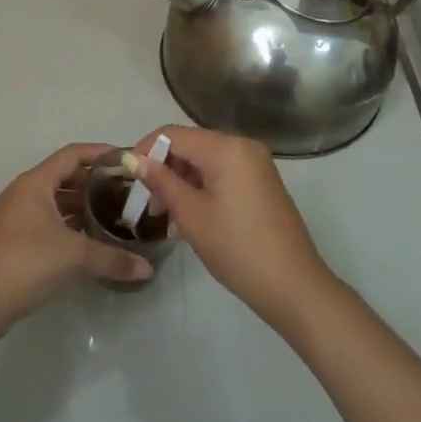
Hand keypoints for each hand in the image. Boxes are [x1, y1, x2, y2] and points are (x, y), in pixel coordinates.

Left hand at [0, 143, 152, 334]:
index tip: (128, 159)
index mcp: (35, 183)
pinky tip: (92, 238)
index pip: (72, 154)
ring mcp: (18, 217)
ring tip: (114, 214)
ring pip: (56, 200)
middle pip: (65, 176)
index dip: (100, 153)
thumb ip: (113, 258)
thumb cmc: (26, 263)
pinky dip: (71, 224)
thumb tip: (147, 268)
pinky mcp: (17, 239)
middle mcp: (24, 193)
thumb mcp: (74, 256)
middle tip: (126, 190)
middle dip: (95, 181)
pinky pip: (50, 220)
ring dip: (83, 205)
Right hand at [131, 126, 334, 330]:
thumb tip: (133, 160)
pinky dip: (202, 189)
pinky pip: (222, 174)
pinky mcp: (261, 183)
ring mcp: (256, 165)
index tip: (127, 179)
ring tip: (167, 219)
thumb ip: (161, 182)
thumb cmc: (237, 248)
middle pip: (190, 146)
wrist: (294, 287)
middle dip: (164, 170)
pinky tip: (190, 220)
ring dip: (181, 183)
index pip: (172, 134)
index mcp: (226, 147)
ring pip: (204, 162)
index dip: (145, 151)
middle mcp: (243, 146)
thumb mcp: (191, 215)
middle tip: (148, 206)